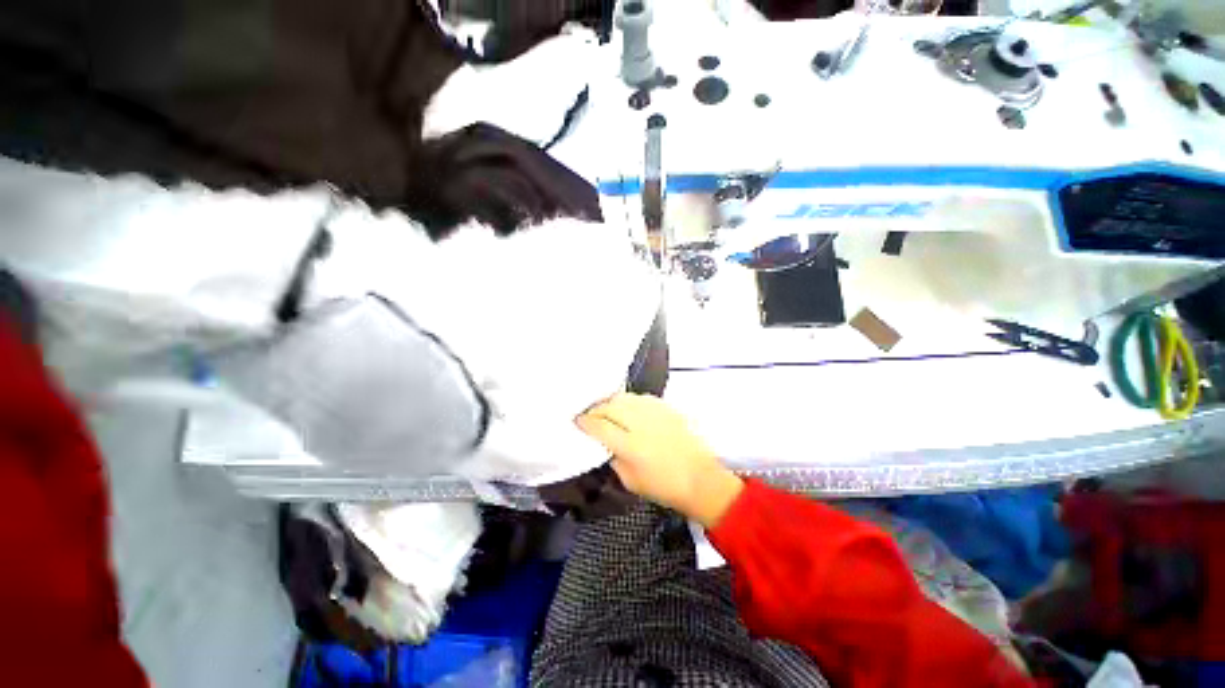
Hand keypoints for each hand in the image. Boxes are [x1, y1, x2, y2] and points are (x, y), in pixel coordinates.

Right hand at [576, 393, 742, 526]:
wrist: (700, 479)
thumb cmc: (663, 487)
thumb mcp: (630, 481)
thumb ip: (613, 459)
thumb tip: (604, 443)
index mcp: (630, 445)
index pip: (599, 426)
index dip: (584, 422)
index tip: (577, 422)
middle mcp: (640, 422)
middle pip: (609, 406)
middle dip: (595, 409)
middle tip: (590, 416)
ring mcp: (655, 412)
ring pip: (624, 398)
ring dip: (611, 403)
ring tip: (607, 411)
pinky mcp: (666, 407)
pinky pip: (640, 398)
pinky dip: (629, 401)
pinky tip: (628, 409)